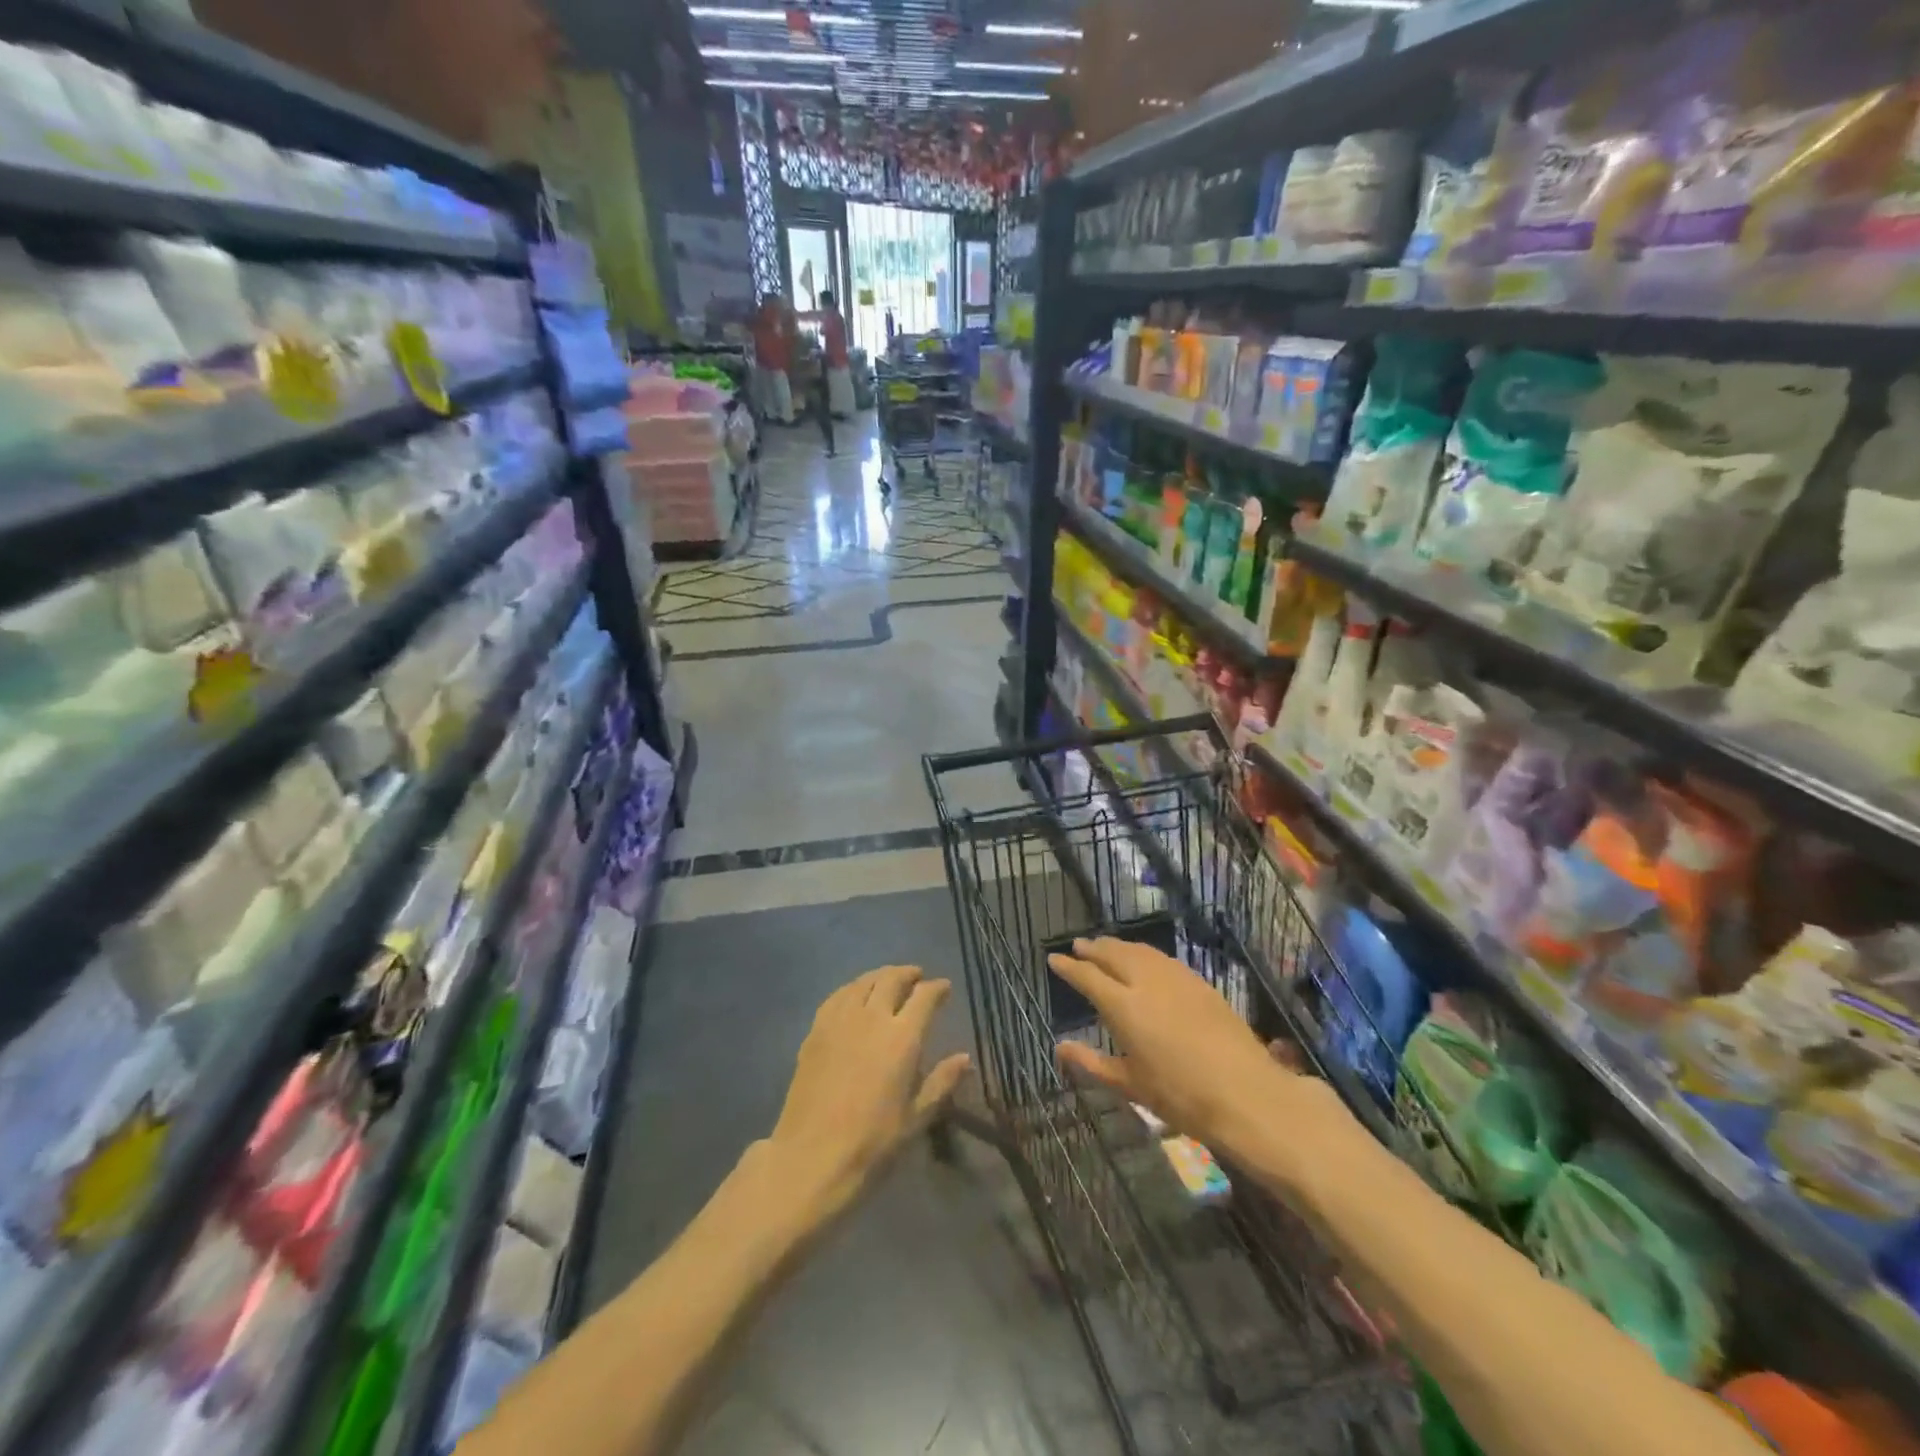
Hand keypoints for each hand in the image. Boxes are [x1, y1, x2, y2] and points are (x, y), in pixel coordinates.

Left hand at [763, 965, 971, 1220]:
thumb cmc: (872, 1143)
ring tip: (888, 980)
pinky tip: (854, 996)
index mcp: (902, 1037)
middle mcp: (871, 1018)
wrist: (811, 1158)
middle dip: (908, 974)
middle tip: (917, 976)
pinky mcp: (815, 1031)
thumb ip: (941, 1082)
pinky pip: (837, 996)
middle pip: (891, 980)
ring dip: (880, 976)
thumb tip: (965, 1058)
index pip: (924, 997)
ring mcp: (839, 1021)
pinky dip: (852, 988)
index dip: (937, 988)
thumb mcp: (916, 1118)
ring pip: (863, 982)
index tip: (945, 988)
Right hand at [1047, 938, 1323, 1163]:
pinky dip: (1144, 954)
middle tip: (1079, 946)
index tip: (1054, 959)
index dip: (1069, 967)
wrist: (1246, 1092)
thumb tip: (1061, 1047)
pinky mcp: (1198, 982)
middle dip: (1093, 948)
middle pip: (1113, 954)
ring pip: (1139, 951)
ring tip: (1105, 946)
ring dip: (1118, 946)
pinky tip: (1144, 960)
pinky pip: (1162, 958)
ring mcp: (1175, 978)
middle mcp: (1146, 982)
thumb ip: (1093, 1063)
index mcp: (1123, 1006)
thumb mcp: (1131, 1085)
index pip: (1088, 976)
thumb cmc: (1181, 1096)